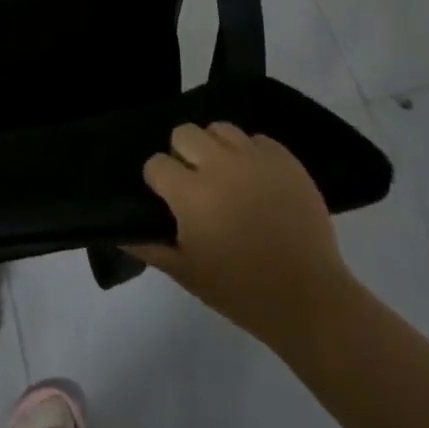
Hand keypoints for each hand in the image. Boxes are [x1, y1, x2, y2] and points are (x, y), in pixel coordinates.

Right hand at [129, 122, 352, 344]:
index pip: (156, 163)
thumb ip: (149, 247)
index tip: (167, 199)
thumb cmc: (240, 290)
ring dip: (215, 148)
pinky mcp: (285, 159)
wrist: (309, 299)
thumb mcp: (186, 274)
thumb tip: (119, 231)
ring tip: (225, 176)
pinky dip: (250, 154)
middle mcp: (219, 165)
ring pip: (220, 129)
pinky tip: (255, 180)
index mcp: (191, 193)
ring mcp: (254, 158)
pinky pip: (257, 140)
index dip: (158, 180)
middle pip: (184, 133)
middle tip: (194, 183)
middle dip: (182, 154)